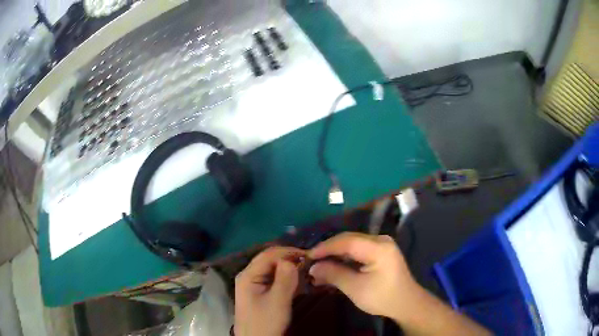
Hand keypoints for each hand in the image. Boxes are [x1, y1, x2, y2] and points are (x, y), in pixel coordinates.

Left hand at [234, 246, 304, 335]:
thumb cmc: (265, 322)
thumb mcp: (278, 302)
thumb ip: (285, 279)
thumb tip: (292, 259)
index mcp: (248, 275)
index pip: (269, 254)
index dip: (289, 252)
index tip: (310, 255)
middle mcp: (249, 275)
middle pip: (270, 260)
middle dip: (290, 259)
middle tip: (311, 263)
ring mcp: (253, 284)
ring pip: (273, 269)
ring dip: (290, 269)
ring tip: (308, 272)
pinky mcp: (259, 292)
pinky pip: (274, 279)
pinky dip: (287, 279)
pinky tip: (299, 282)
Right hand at [308, 232, 418, 320]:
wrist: (406, 304)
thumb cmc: (382, 297)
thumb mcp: (355, 288)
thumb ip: (334, 274)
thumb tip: (313, 267)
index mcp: (378, 248)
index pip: (346, 241)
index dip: (325, 247)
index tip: (307, 256)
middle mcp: (381, 240)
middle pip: (349, 239)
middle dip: (329, 250)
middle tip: (311, 261)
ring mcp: (382, 244)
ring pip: (352, 244)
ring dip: (336, 253)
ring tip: (320, 264)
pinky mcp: (381, 251)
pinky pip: (359, 249)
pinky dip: (345, 257)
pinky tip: (335, 265)